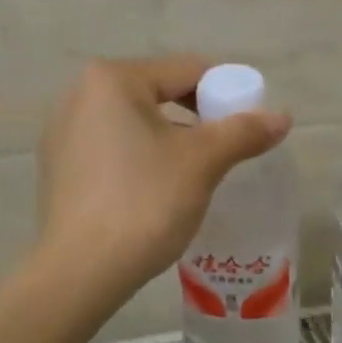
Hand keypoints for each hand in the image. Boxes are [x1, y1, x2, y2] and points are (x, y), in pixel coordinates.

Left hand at [36, 56, 291, 297]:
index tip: (248, 125)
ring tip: (195, 172)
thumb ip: (243, 132)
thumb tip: (283, 117)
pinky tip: (154, 188)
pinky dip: (139, 156)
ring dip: (169, 138)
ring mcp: (63, 130)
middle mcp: (81, 93)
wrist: (80, 272)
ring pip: (135, 121)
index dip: (226, 93)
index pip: (187, 70)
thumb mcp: (202, 163)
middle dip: (196, 118)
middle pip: (159, 92)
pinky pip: (112, 145)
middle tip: (225, 150)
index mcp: (112, 78)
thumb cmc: (144, 203)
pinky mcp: (58, 165)